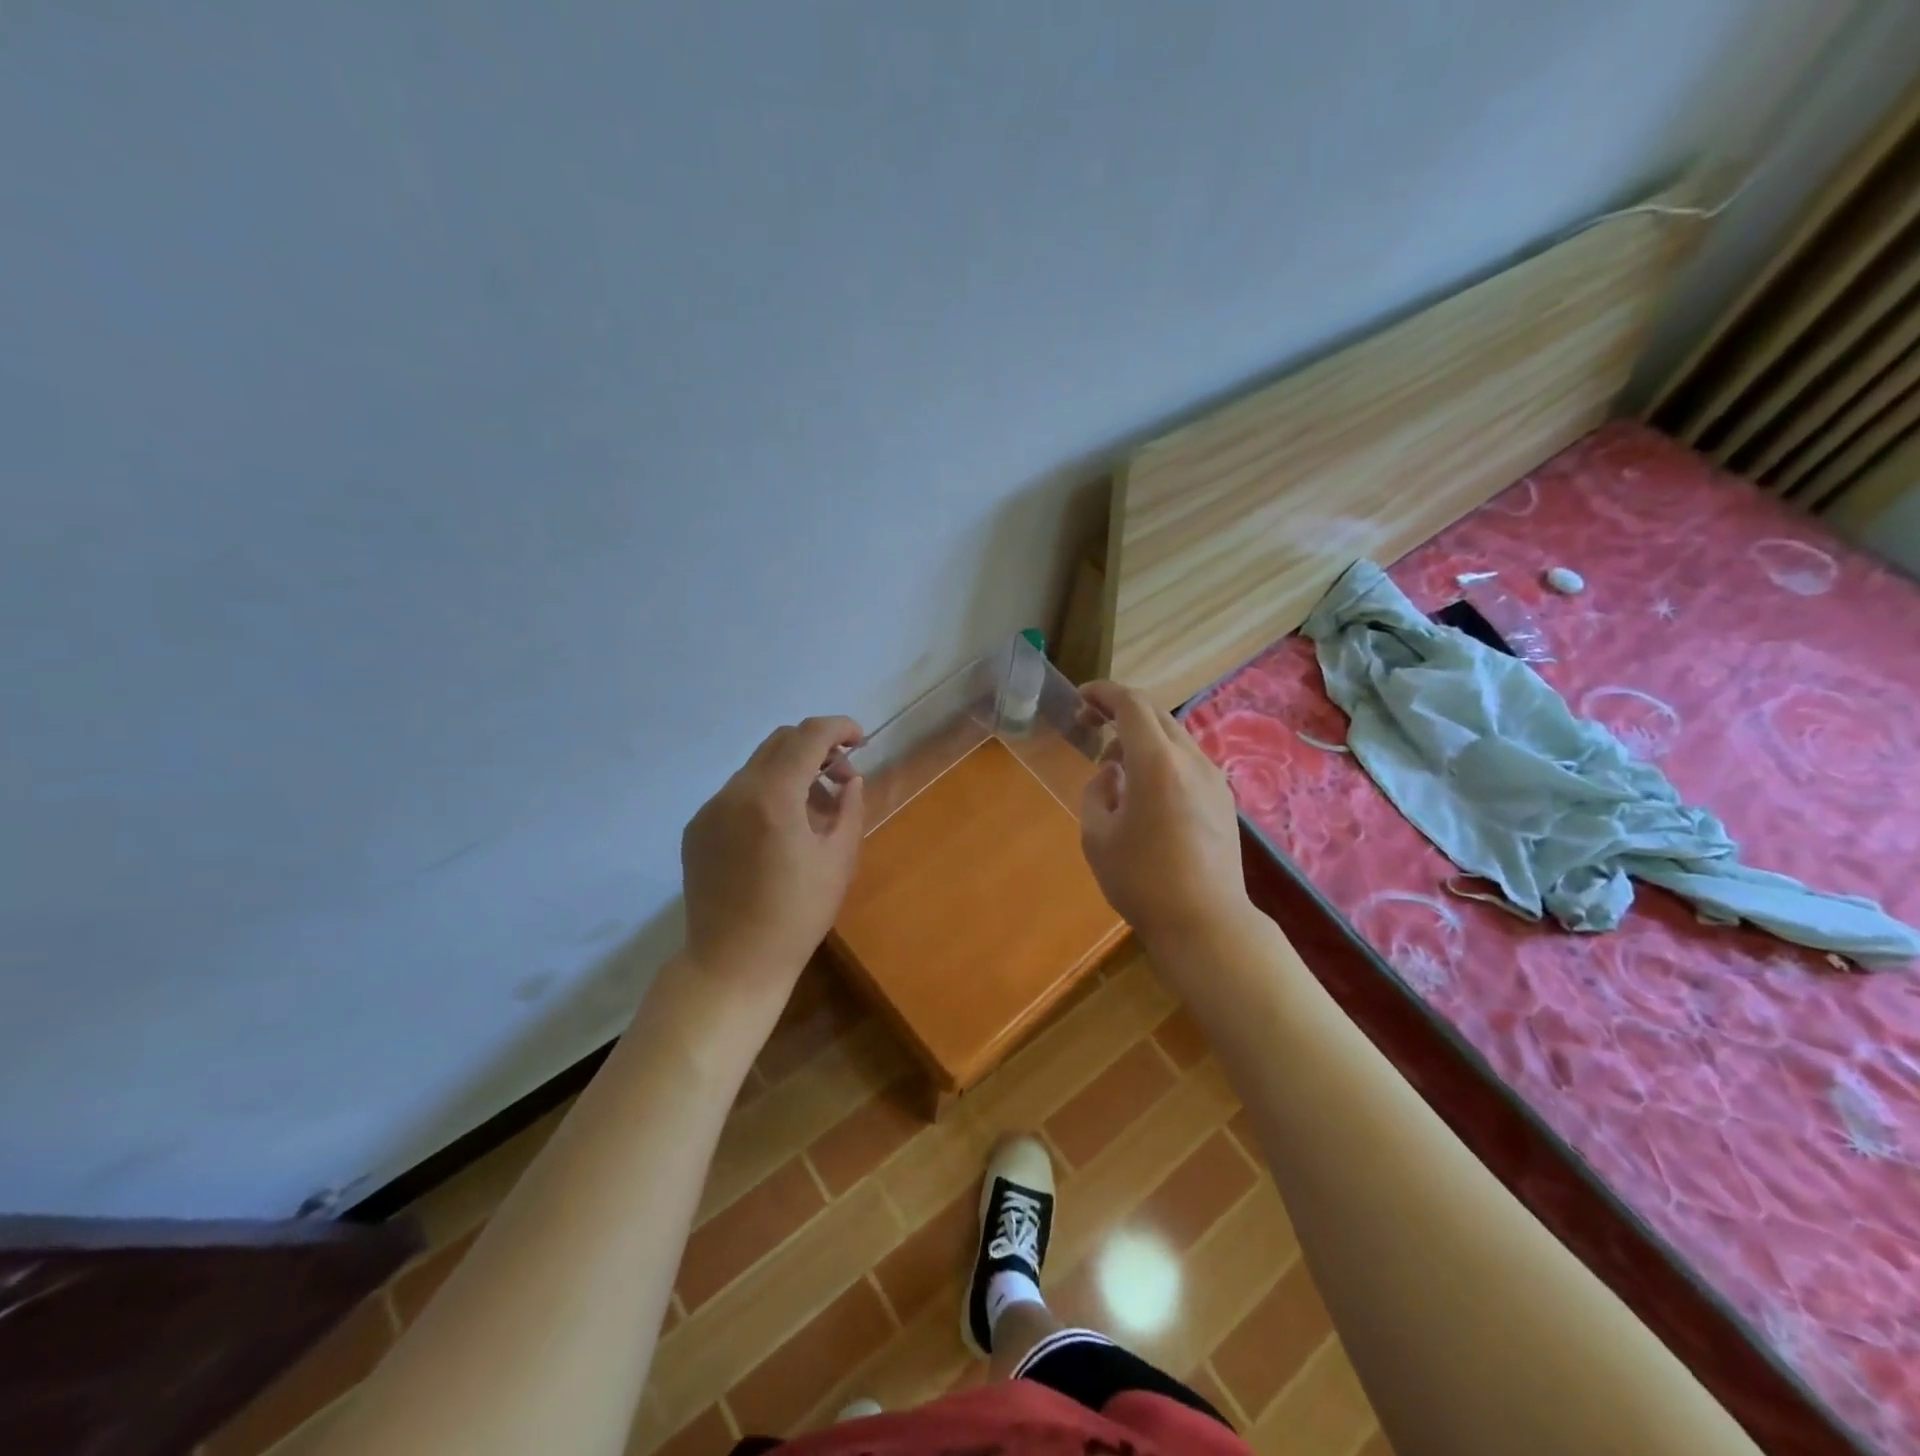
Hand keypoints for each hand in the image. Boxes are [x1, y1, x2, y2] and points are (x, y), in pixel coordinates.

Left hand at [681, 716, 865, 994]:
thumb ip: (849, 808)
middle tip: (841, 776)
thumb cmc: (797, 915)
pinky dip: (765, 794)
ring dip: (791, 772)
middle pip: (780, 741)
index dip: (839, 727)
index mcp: (773, 797)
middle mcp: (735, 792)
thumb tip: (850, 780)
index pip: (809, 735)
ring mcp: (710, 809)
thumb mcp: (840, 860)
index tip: (860, 740)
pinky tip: (779, 832)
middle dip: (816, 747)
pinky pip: (737, 794)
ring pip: (757, 767)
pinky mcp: (696, 829)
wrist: (733, 962)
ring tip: (813, 811)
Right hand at [1078, 681, 1252, 950]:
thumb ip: (1097, 792)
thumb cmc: (1142, 881)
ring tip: (1115, 765)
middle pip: (1156, 714)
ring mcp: (1213, 779)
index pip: (1131, 704)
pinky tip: (1146, 789)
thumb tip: (1111, 773)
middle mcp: (1190, 759)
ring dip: (1142, 736)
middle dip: (1120, 710)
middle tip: (1090, 725)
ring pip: (1174, 737)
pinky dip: (1162, 757)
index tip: (1080, 699)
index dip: (1103, 693)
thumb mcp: (1097, 837)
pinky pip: (1188, 761)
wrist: (1206, 923)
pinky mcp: (1223, 800)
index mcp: (1156, 762)